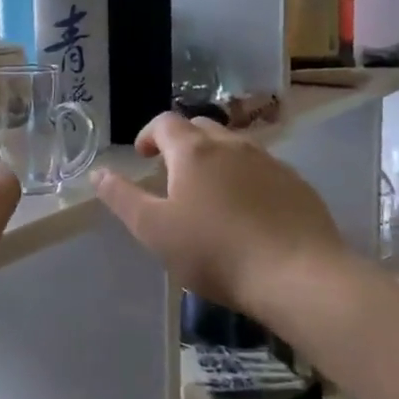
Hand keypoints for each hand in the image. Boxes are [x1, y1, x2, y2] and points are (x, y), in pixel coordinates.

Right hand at [93, 113, 348, 336]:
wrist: (300, 277)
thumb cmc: (216, 251)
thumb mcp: (154, 230)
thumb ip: (122, 198)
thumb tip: (98, 172)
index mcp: (194, 150)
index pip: (164, 122)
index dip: (149, 135)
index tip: (143, 157)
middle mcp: (232, 145)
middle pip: (201, 128)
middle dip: (182, 143)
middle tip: (172, 175)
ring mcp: (270, 162)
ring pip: (234, 147)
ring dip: (215, 160)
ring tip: (210, 195)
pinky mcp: (298, 185)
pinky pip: (263, 170)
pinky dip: (246, 179)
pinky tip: (248, 213)